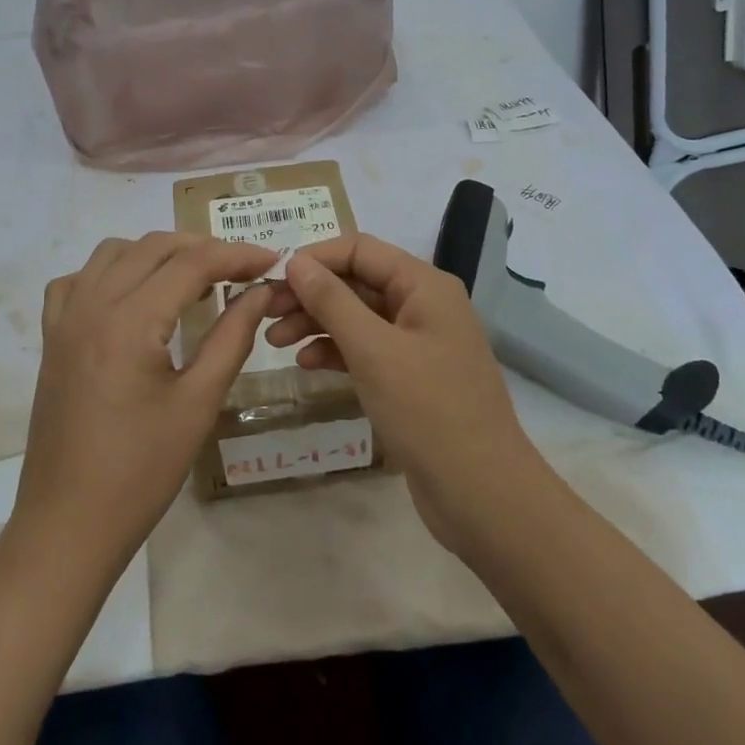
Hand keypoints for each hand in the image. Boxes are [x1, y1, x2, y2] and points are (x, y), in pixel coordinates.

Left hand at [13, 233, 277, 570]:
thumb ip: (232, 337)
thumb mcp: (198, 404)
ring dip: (157, 254)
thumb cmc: (141, 471)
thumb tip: (261, 292)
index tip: (271, 261)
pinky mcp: (51, 338)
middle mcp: (91, 305)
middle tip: (241, 272)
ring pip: (113, 253)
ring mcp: (64, 319)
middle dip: (202, 249)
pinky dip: (111, 273)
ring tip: (193, 282)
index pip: (191, 264)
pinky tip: (133, 299)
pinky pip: (78, 281)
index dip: (236, 255)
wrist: (68, 524)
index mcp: (129, 321)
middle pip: (152, 247)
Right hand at [262, 233, 543, 550]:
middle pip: (356, 282)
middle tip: (263, 312)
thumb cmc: (428, 411)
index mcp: (424, 286)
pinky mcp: (410, 377)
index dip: (314, 258)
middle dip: (310, 294)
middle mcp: (423, 305)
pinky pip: (366, 349)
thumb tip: (295, 262)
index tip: (271, 278)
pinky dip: (335, 351)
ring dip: (316, 323)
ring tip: (274, 341)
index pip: (360, 250)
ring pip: (357, 316)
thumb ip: (332, 301)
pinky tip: (306, 363)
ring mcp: (418, 342)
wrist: (481, 494)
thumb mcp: (373, 350)